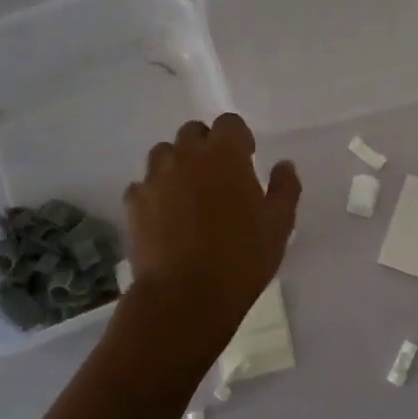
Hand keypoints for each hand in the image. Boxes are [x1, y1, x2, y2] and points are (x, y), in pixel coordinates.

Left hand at [122, 115, 300, 355]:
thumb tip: (283, 165)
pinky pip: (143, 186)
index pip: (229, 123)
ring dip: (178, 164)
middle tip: (219, 176)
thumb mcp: (279, 224)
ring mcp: (154, 178)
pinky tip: (165, 217)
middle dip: (206, 146)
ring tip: (189, 194)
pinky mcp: (133, 204)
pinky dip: (155, 193)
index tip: (246, 159)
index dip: (239, 138)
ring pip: (164, 154)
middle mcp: (186, 156)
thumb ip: (284, 187)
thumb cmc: (241, 257)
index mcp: (225, 154)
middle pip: (193, 132)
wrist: (185, 296)